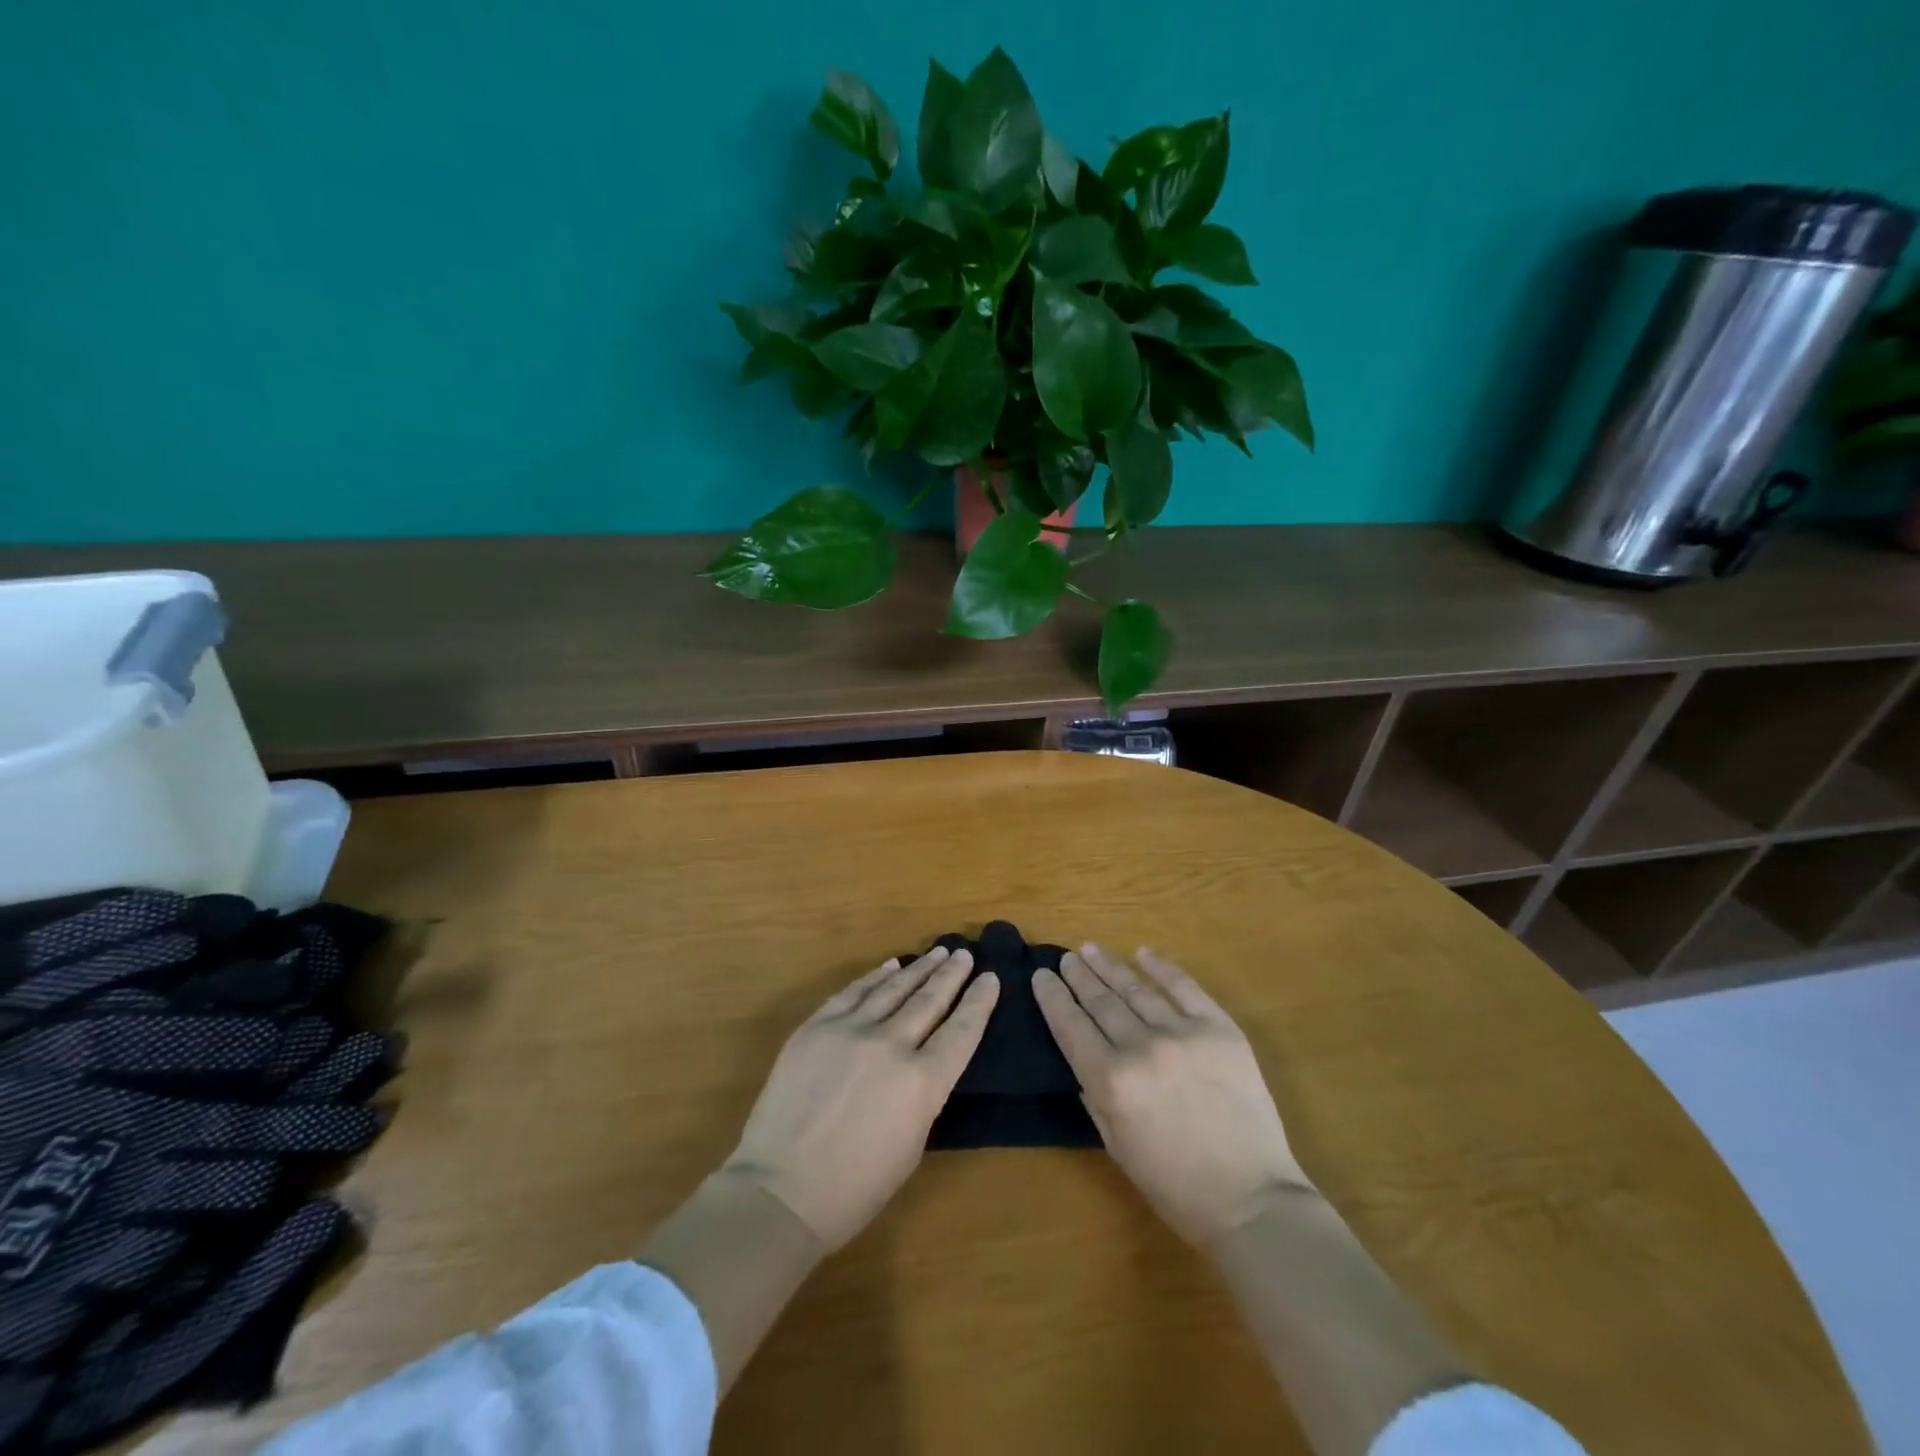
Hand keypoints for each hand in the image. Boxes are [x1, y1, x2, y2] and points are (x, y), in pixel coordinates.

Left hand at [723, 947, 998, 1251]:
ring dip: (919, 968)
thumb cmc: (855, 1187)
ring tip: (938, 952)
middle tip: (965, 954)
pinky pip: (853, 992)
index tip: (992, 977)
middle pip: (930, 1000)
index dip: (979, 1002)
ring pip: (894, 988)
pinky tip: (890, 966)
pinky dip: (875, 976)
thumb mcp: (912, 1145)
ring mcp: (851, 1030)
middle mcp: (892, 1045)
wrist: (780, 1190)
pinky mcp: (817, 1026)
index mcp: (923, 1082)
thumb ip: (923, 1096)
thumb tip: (922, 1065)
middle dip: (952, 974)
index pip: (962, 1031)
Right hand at [1034, 944, 1309, 1247]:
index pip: (1070, 1025)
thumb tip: (1085, 1057)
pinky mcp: (1219, 1029)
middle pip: (1100, 1001)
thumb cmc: (1175, 1184)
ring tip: (1092, 949)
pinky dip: (1162, 968)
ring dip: (1110, 966)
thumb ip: (1095, 1095)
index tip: (1040, 975)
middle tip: (1066, 957)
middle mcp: (1140, 1047)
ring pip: (1135, 989)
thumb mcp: (1116, 1144)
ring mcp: (1182, 1033)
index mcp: (1110, 1081)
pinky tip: (1143, 953)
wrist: (1251, 1199)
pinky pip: (1185, 988)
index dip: (1052, 997)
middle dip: (1078, 976)